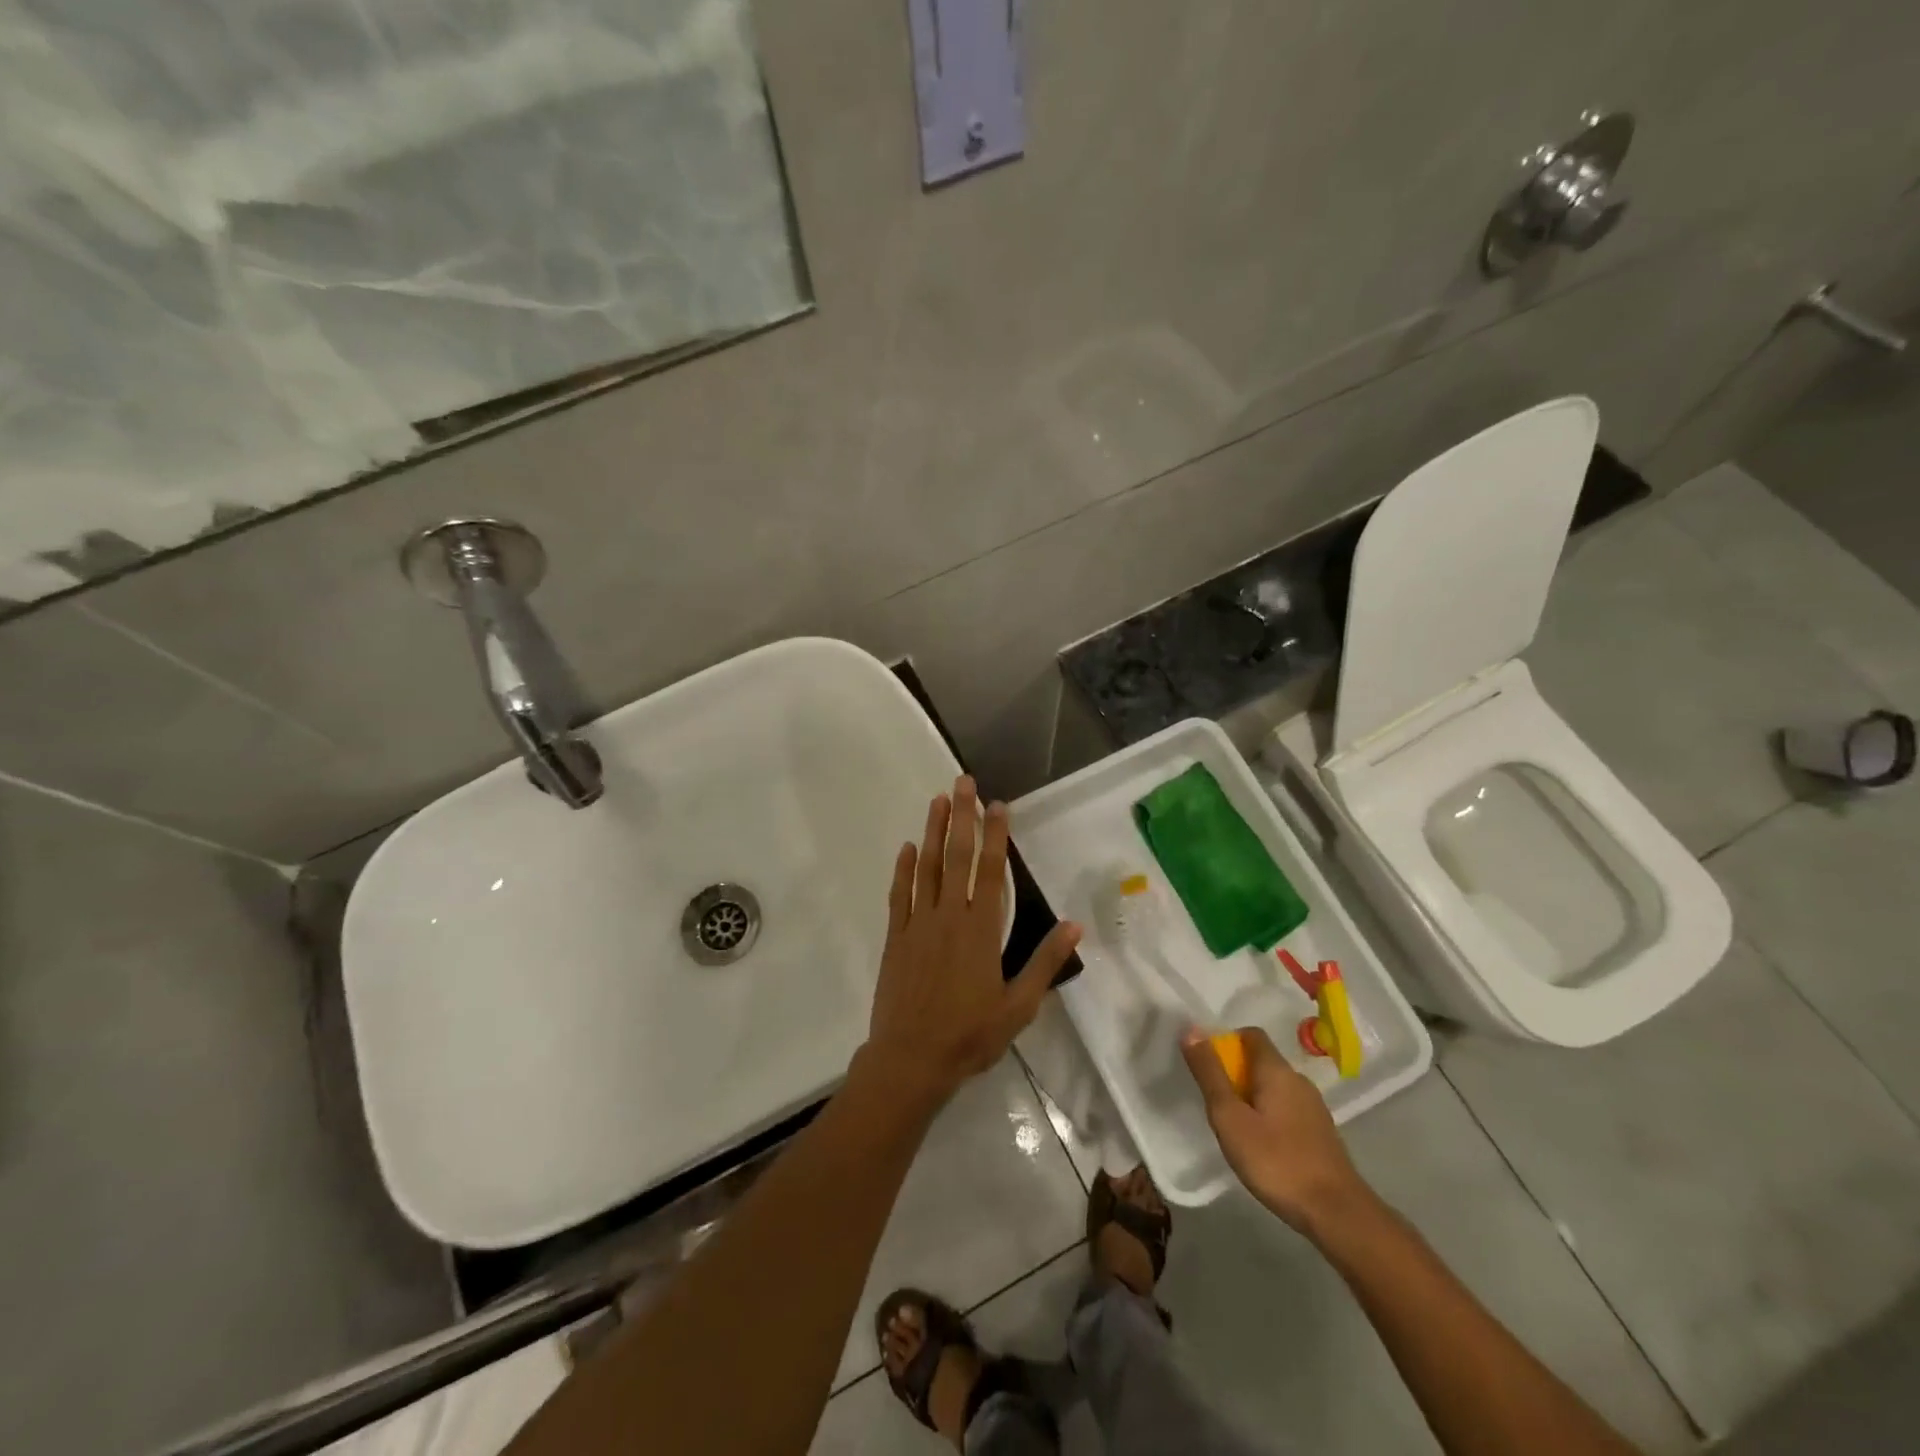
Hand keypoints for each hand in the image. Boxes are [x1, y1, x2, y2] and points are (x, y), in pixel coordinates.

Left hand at [861, 776, 1080, 1113]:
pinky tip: (907, 848)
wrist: (911, 1059)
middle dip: (962, 816)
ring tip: (938, 800)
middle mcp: (949, 917)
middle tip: (963, 782)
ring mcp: (918, 924)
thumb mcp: (1019, 1006)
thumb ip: (1044, 962)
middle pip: (957, 857)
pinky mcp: (896, 937)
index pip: (991, 871)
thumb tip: (1074, 925)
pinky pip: (900, 895)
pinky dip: (904, 869)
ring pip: (927, 868)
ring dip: (933, 832)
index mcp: (981, 930)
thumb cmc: (970, 1035)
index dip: (996, 835)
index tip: (998, 804)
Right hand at [1182, 1026, 1369, 1233]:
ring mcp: (1314, 1108)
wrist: (1337, 1214)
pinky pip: (1288, 1110)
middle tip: (1216, 1103)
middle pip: (1262, 1062)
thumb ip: (1210, 1073)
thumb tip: (1191, 1030)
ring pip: (1275, 1088)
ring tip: (1236, 1128)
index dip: (1226, 1042)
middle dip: (1236, 1074)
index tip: (1208, 1066)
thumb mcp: (1230, 1117)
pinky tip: (1263, 1146)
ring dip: (1252, 1097)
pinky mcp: (1321, 1133)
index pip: (1251, 1035)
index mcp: (1277, 1070)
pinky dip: (1270, 1116)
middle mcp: (1299, 1081)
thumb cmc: (1276, 1161)